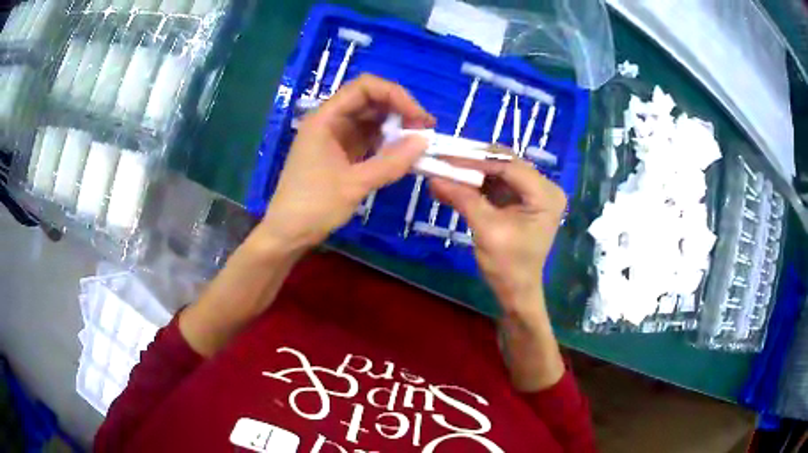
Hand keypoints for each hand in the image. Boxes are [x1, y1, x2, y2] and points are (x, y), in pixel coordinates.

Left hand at [262, 74, 434, 250]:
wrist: (288, 234)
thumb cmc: (313, 206)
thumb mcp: (354, 184)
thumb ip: (390, 162)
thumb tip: (424, 141)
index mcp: (325, 118)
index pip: (364, 87)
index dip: (395, 95)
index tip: (418, 117)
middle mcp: (331, 121)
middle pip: (370, 100)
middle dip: (399, 110)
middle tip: (425, 131)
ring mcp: (336, 137)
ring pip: (371, 120)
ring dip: (395, 127)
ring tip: (418, 142)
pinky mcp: (341, 153)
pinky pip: (369, 139)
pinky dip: (387, 143)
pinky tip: (403, 153)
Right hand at [429, 158, 566, 311]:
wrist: (515, 291)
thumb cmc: (508, 265)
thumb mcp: (486, 230)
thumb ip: (463, 199)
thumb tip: (433, 178)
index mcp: (545, 195)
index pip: (510, 166)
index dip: (477, 160)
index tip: (446, 158)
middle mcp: (543, 188)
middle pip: (505, 163)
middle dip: (473, 162)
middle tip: (443, 159)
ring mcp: (531, 192)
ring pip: (497, 171)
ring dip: (470, 172)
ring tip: (442, 169)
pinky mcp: (519, 200)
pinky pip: (495, 184)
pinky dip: (474, 184)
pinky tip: (451, 184)